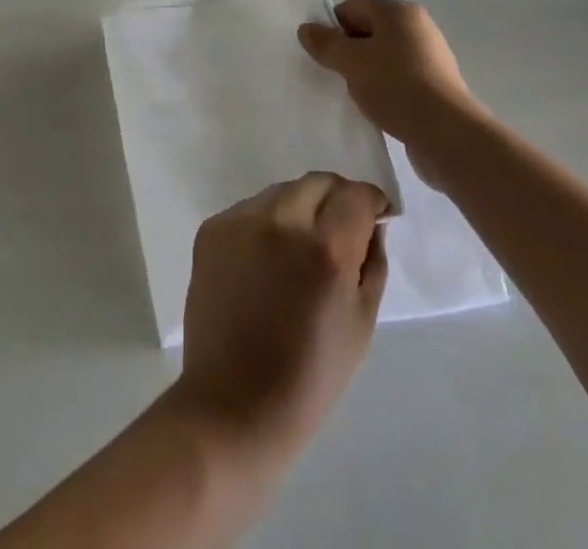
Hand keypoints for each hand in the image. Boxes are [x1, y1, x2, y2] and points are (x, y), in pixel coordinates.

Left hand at [173, 173, 387, 464]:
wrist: (232, 405)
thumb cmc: (309, 377)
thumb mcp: (361, 324)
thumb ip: (372, 262)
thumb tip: (370, 223)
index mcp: (326, 249)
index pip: (356, 195)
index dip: (371, 201)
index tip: (374, 215)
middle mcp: (282, 222)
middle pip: (319, 182)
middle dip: (336, 198)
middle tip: (340, 230)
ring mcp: (241, 221)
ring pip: (283, 192)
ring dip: (300, 208)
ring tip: (299, 250)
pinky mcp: (212, 229)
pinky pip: (251, 210)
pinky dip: (267, 223)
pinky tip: (266, 261)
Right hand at [298, 0, 483, 152]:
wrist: (446, 134)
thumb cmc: (396, 87)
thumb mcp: (351, 62)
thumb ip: (326, 43)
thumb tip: (306, 28)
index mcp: (398, 12)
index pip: (352, 8)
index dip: (332, 29)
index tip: (322, 56)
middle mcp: (417, 27)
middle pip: (368, 31)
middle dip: (348, 52)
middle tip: (335, 77)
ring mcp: (430, 56)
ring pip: (383, 57)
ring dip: (366, 73)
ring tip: (356, 96)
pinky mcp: (436, 85)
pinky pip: (399, 78)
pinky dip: (384, 89)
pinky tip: (378, 109)